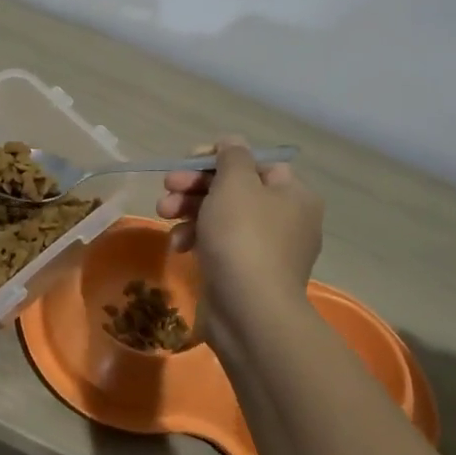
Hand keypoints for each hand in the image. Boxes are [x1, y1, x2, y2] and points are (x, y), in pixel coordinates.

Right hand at [157, 137, 323, 341]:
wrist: (248, 312)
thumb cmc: (243, 237)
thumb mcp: (235, 183)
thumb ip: (231, 156)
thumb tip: (231, 142)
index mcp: (293, 194)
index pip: (254, 162)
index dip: (217, 157)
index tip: (187, 161)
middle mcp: (286, 219)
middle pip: (234, 189)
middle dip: (195, 185)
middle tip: (167, 187)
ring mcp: (267, 249)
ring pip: (222, 216)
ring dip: (189, 210)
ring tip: (163, 213)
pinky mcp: (247, 273)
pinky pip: (220, 245)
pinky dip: (197, 239)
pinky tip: (178, 245)